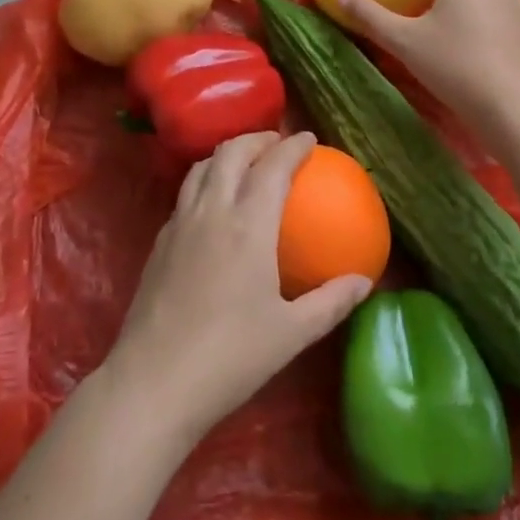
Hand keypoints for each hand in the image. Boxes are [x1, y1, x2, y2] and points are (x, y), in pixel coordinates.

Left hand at [102, 132, 371, 449]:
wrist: (155, 381)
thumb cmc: (231, 357)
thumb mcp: (291, 334)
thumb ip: (330, 303)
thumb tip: (364, 282)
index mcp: (248, 225)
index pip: (272, 166)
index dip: (292, 147)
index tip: (308, 139)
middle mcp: (211, 211)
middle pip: (231, 153)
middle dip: (256, 139)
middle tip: (277, 144)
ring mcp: (179, 223)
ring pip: (201, 167)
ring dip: (226, 154)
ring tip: (245, 163)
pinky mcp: (159, 241)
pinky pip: (185, 193)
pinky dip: (205, 181)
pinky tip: (213, 206)